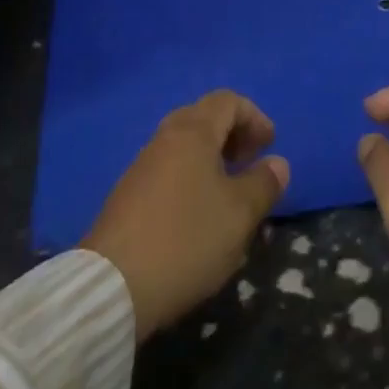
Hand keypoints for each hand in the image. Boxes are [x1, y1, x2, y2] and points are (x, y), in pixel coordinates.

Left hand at [81, 90, 289, 339]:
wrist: (111, 287)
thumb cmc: (185, 240)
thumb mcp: (238, 216)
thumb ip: (263, 184)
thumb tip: (277, 163)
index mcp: (194, 131)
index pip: (229, 101)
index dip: (254, 117)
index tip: (269, 146)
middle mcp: (166, 137)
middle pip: (205, 118)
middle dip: (233, 135)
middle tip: (251, 163)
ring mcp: (143, 165)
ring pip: (185, 145)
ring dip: (212, 158)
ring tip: (228, 192)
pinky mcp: (128, 195)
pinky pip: (169, 169)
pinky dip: (191, 176)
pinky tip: (197, 214)